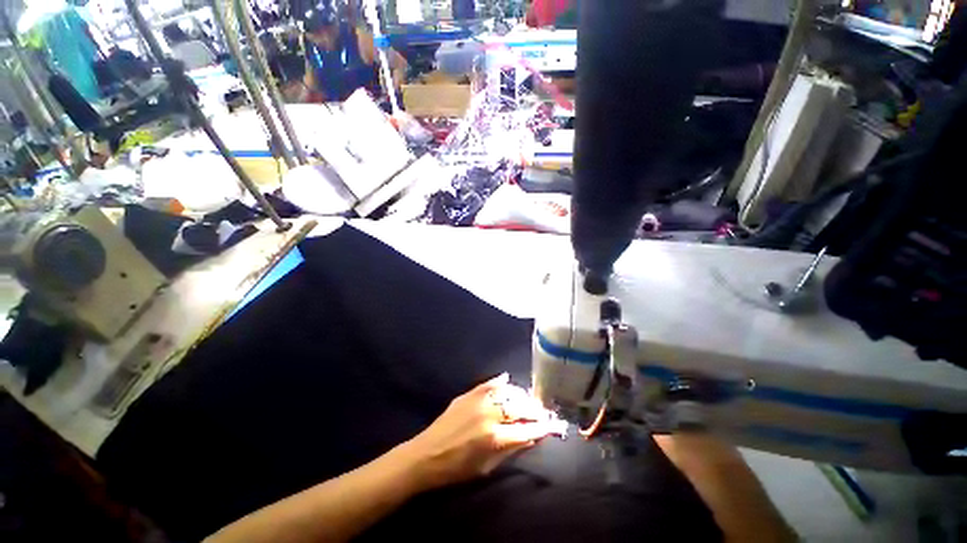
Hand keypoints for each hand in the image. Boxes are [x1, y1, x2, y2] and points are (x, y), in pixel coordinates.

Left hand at [399, 373, 558, 491]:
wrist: (426, 455)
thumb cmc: (457, 469)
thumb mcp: (488, 467)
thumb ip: (511, 449)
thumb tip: (531, 436)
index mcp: (495, 438)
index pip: (527, 430)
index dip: (543, 428)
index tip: (553, 426)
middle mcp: (489, 415)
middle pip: (520, 407)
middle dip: (535, 410)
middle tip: (542, 413)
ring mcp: (478, 400)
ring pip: (508, 392)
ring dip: (521, 396)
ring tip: (526, 401)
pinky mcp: (469, 393)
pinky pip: (490, 383)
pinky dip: (501, 383)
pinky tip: (508, 382)